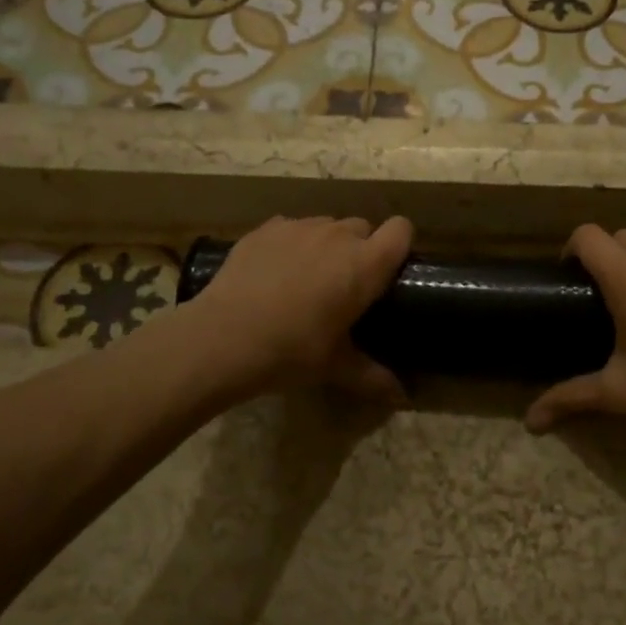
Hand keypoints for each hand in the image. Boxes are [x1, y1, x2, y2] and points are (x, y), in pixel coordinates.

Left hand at [189, 215, 412, 402]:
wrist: (222, 338)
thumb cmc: (291, 351)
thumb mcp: (335, 367)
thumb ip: (373, 377)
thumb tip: (403, 398)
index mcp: (365, 265)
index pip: (401, 230)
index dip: (400, 244)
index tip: (389, 269)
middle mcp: (337, 235)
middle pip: (363, 227)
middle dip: (360, 249)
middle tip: (344, 285)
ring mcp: (299, 227)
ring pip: (326, 225)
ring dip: (326, 245)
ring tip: (307, 278)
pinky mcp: (265, 229)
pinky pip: (291, 228)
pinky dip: (291, 244)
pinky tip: (274, 273)